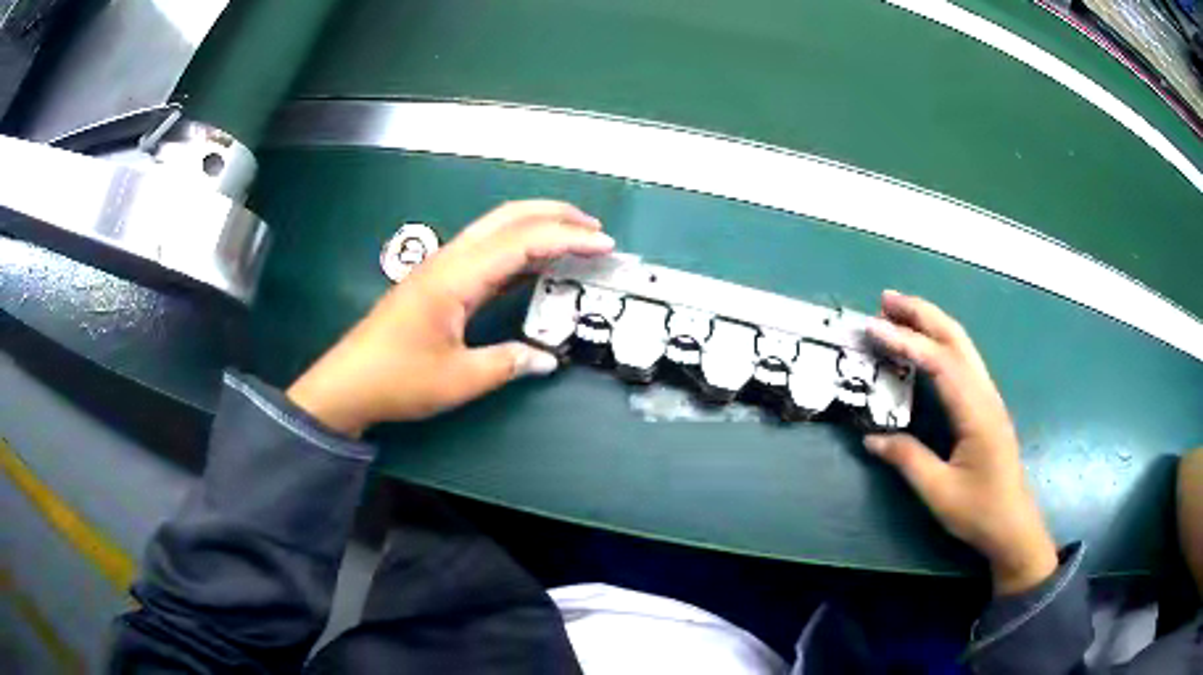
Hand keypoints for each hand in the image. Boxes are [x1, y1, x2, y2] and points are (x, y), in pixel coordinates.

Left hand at [286, 201, 613, 436]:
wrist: (348, 382)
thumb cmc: (398, 380)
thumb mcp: (458, 379)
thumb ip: (507, 363)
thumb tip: (547, 359)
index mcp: (456, 277)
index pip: (522, 242)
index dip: (567, 239)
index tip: (604, 245)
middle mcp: (449, 260)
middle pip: (508, 218)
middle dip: (555, 215)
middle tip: (595, 229)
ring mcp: (442, 266)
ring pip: (496, 229)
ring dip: (537, 227)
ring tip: (574, 240)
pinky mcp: (438, 280)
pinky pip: (486, 252)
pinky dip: (518, 250)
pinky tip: (535, 265)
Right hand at [864, 290, 1057, 594]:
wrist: (1013, 526)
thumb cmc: (979, 511)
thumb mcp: (939, 491)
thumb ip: (907, 459)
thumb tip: (872, 437)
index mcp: (976, 411)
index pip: (940, 363)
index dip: (906, 342)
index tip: (874, 328)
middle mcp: (985, 394)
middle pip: (955, 338)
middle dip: (921, 314)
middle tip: (885, 300)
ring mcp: (988, 397)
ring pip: (962, 345)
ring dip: (931, 323)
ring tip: (899, 314)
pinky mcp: (986, 406)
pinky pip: (963, 361)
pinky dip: (940, 343)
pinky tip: (924, 347)